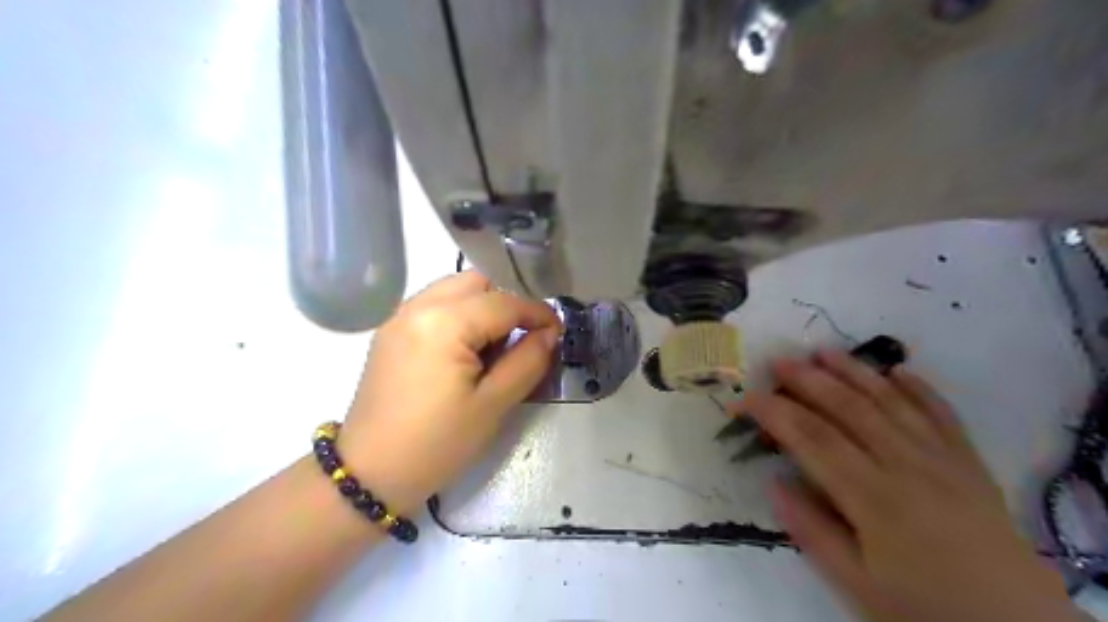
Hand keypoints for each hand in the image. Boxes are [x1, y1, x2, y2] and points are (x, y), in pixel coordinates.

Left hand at [338, 272, 562, 514]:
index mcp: (444, 322)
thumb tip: (549, 334)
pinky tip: (466, 349)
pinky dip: (459, 314)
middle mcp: (419, 306)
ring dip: (483, 305)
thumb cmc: (437, 443)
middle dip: (507, 302)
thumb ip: (527, 361)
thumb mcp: (493, 405)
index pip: (504, 301)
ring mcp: (399, 316)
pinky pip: (435, 304)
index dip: (537, 313)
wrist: (370, 474)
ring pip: (454, 288)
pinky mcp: (391, 331)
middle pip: (477, 282)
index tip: (557, 331)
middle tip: (523, 337)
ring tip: (495, 345)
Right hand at [738, 351, 1077, 621]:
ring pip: (890, 402)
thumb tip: (773, 483)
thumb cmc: (925, 608)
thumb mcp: (857, 585)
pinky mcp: (969, 462)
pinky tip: (898, 370)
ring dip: (855, 372)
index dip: (771, 412)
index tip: (742, 399)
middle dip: (808, 381)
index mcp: (872, 497)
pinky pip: (942, 413)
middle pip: (848, 409)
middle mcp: (905, 465)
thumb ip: (812, 531)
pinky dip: (919, 388)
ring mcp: (942, 458)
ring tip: (824, 351)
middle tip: (777, 362)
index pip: (810, 438)